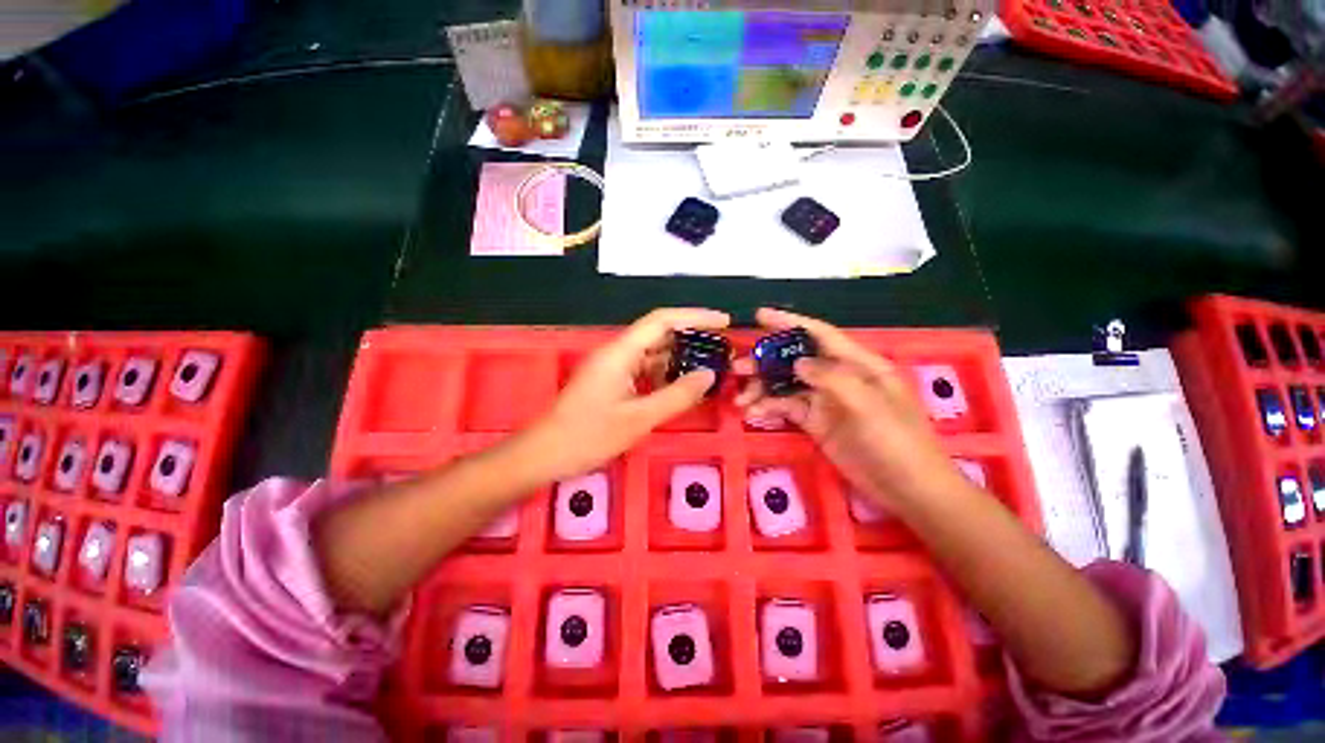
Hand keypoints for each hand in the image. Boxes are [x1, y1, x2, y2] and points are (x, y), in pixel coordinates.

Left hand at [527, 308, 729, 480]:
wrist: (544, 454)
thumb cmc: (588, 436)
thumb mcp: (639, 419)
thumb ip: (677, 396)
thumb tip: (709, 375)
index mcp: (620, 353)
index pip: (662, 320)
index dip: (694, 316)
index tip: (723, 322)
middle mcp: (616, 353)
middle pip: (658, 334)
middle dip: (690, 338)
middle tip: (720, 350)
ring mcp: (612, 367)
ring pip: (652, 354)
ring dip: (678, 359)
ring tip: (708, 369)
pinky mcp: (610, 381)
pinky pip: (643, 370)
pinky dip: (664, 375)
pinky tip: (680, 387)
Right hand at [734, 308, 960, 504]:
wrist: (908, 490)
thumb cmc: (898, 442)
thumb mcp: (869, 406)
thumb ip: (833, 378)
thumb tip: (797, 363)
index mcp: (858, 364)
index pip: (820, 334)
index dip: (790, 323)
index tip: (759, 316)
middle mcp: (838, 377)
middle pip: (796, 360)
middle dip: (766, 361)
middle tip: (737, 367)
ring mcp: (825, 401)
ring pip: (786, 385)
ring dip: (762, 389)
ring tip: (740, 399)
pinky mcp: (816, 422)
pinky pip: (786, 408)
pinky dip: (768, 409)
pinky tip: (753, 414)